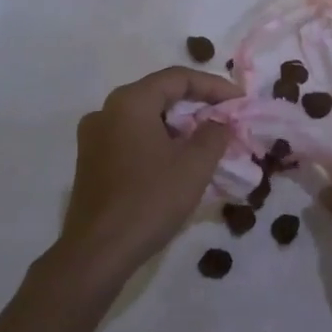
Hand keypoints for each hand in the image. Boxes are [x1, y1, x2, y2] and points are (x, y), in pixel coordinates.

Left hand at [53, 66, 240, 283]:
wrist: (97, 253)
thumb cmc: (149, 201)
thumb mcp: (194, 165)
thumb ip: (214, 134)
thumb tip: (219, 121)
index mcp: (129, 102)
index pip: (178, 78)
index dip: (214, 86)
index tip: (240, 101)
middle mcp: (107, 110)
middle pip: (159, 94)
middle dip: (197, 104)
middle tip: (227, 118)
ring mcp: (94, 137)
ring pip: (145, 117)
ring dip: (178, 124)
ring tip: (207, 140)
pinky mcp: (91, 161)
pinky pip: (132, 137)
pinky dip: (158, 140)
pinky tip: (178, 160)